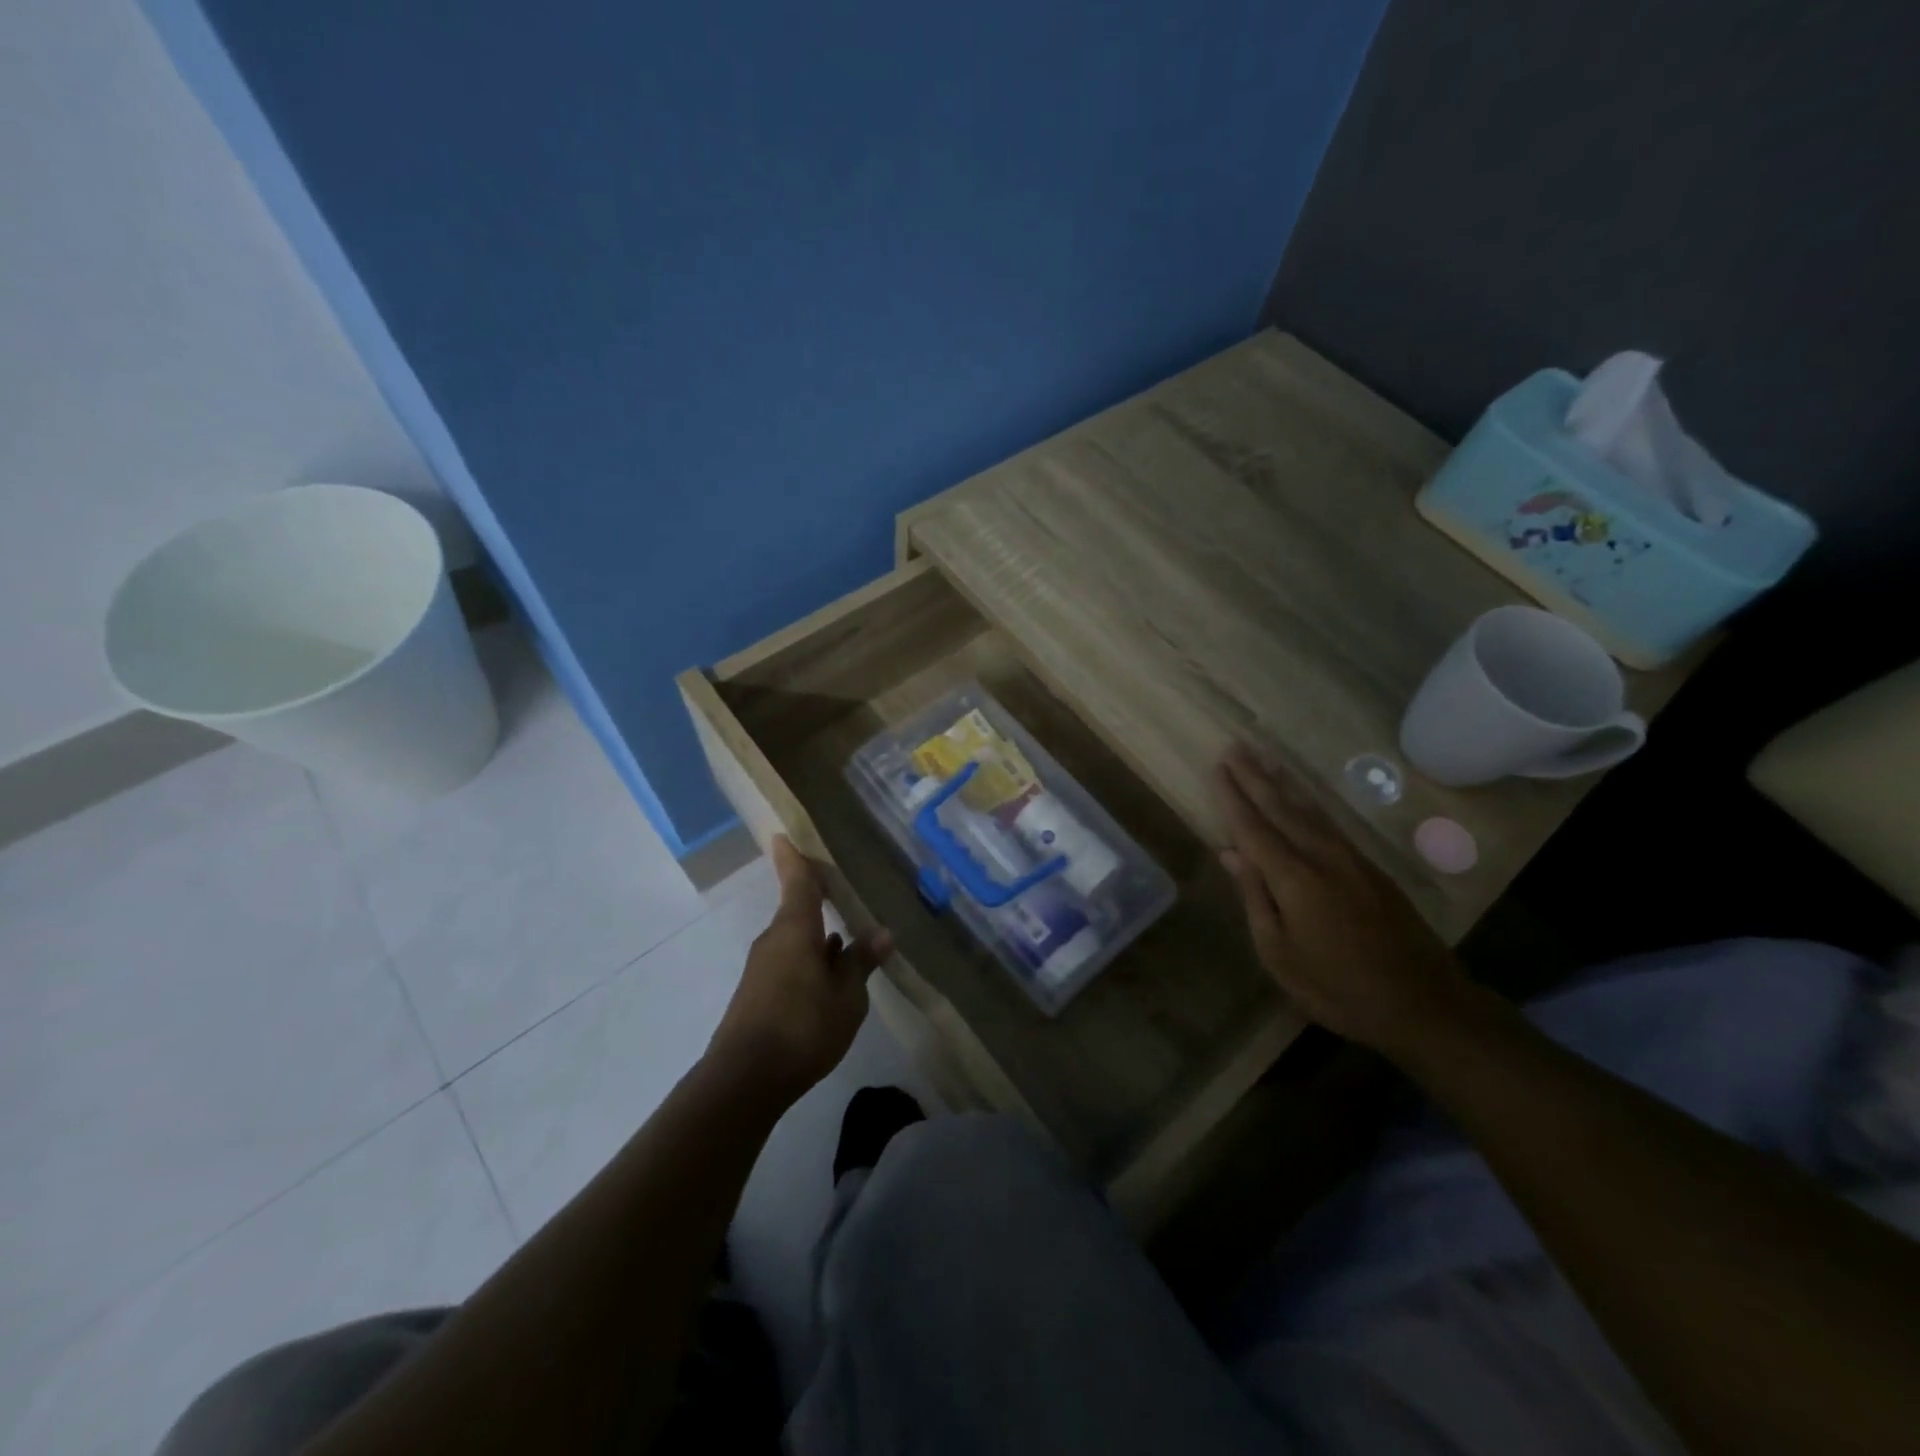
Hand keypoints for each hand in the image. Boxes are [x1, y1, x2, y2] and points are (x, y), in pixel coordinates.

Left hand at [708, 837, 891, 1102]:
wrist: (745, 1079)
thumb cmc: (803, 1026)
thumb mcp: (846, 996)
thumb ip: (861, 962)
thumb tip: (881, 932)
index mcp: (795, 929)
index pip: (797, 882)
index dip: (793, 858)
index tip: (783, 835)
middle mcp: (775, 940)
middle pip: (797, 911)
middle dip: (820, 903)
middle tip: (845, 894)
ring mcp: (763, 968)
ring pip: (796, 941)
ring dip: (819, 938)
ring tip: (849, 939)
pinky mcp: (759, 993)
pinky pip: (790, 963)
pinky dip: (810, 961)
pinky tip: (830, 977)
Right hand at [1214, 744, 1472, 1057]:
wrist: (1424, 1005)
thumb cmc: (1338, 988)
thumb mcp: (1279, 954)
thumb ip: (1256, 898)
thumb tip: (1231, 853)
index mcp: (1295, 879)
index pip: (1254, 828)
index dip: (1232, 798)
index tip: (1216, 768)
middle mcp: (1323, 858)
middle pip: (1281, 809)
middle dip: (1254, 777)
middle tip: (1234, 746)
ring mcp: (1351, 860)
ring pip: (1310, 811)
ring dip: (1283, 782)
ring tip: (1265, 757)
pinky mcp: (1371, 869)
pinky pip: (1331, 824)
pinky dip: (1310, 804)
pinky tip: (1302, 797)